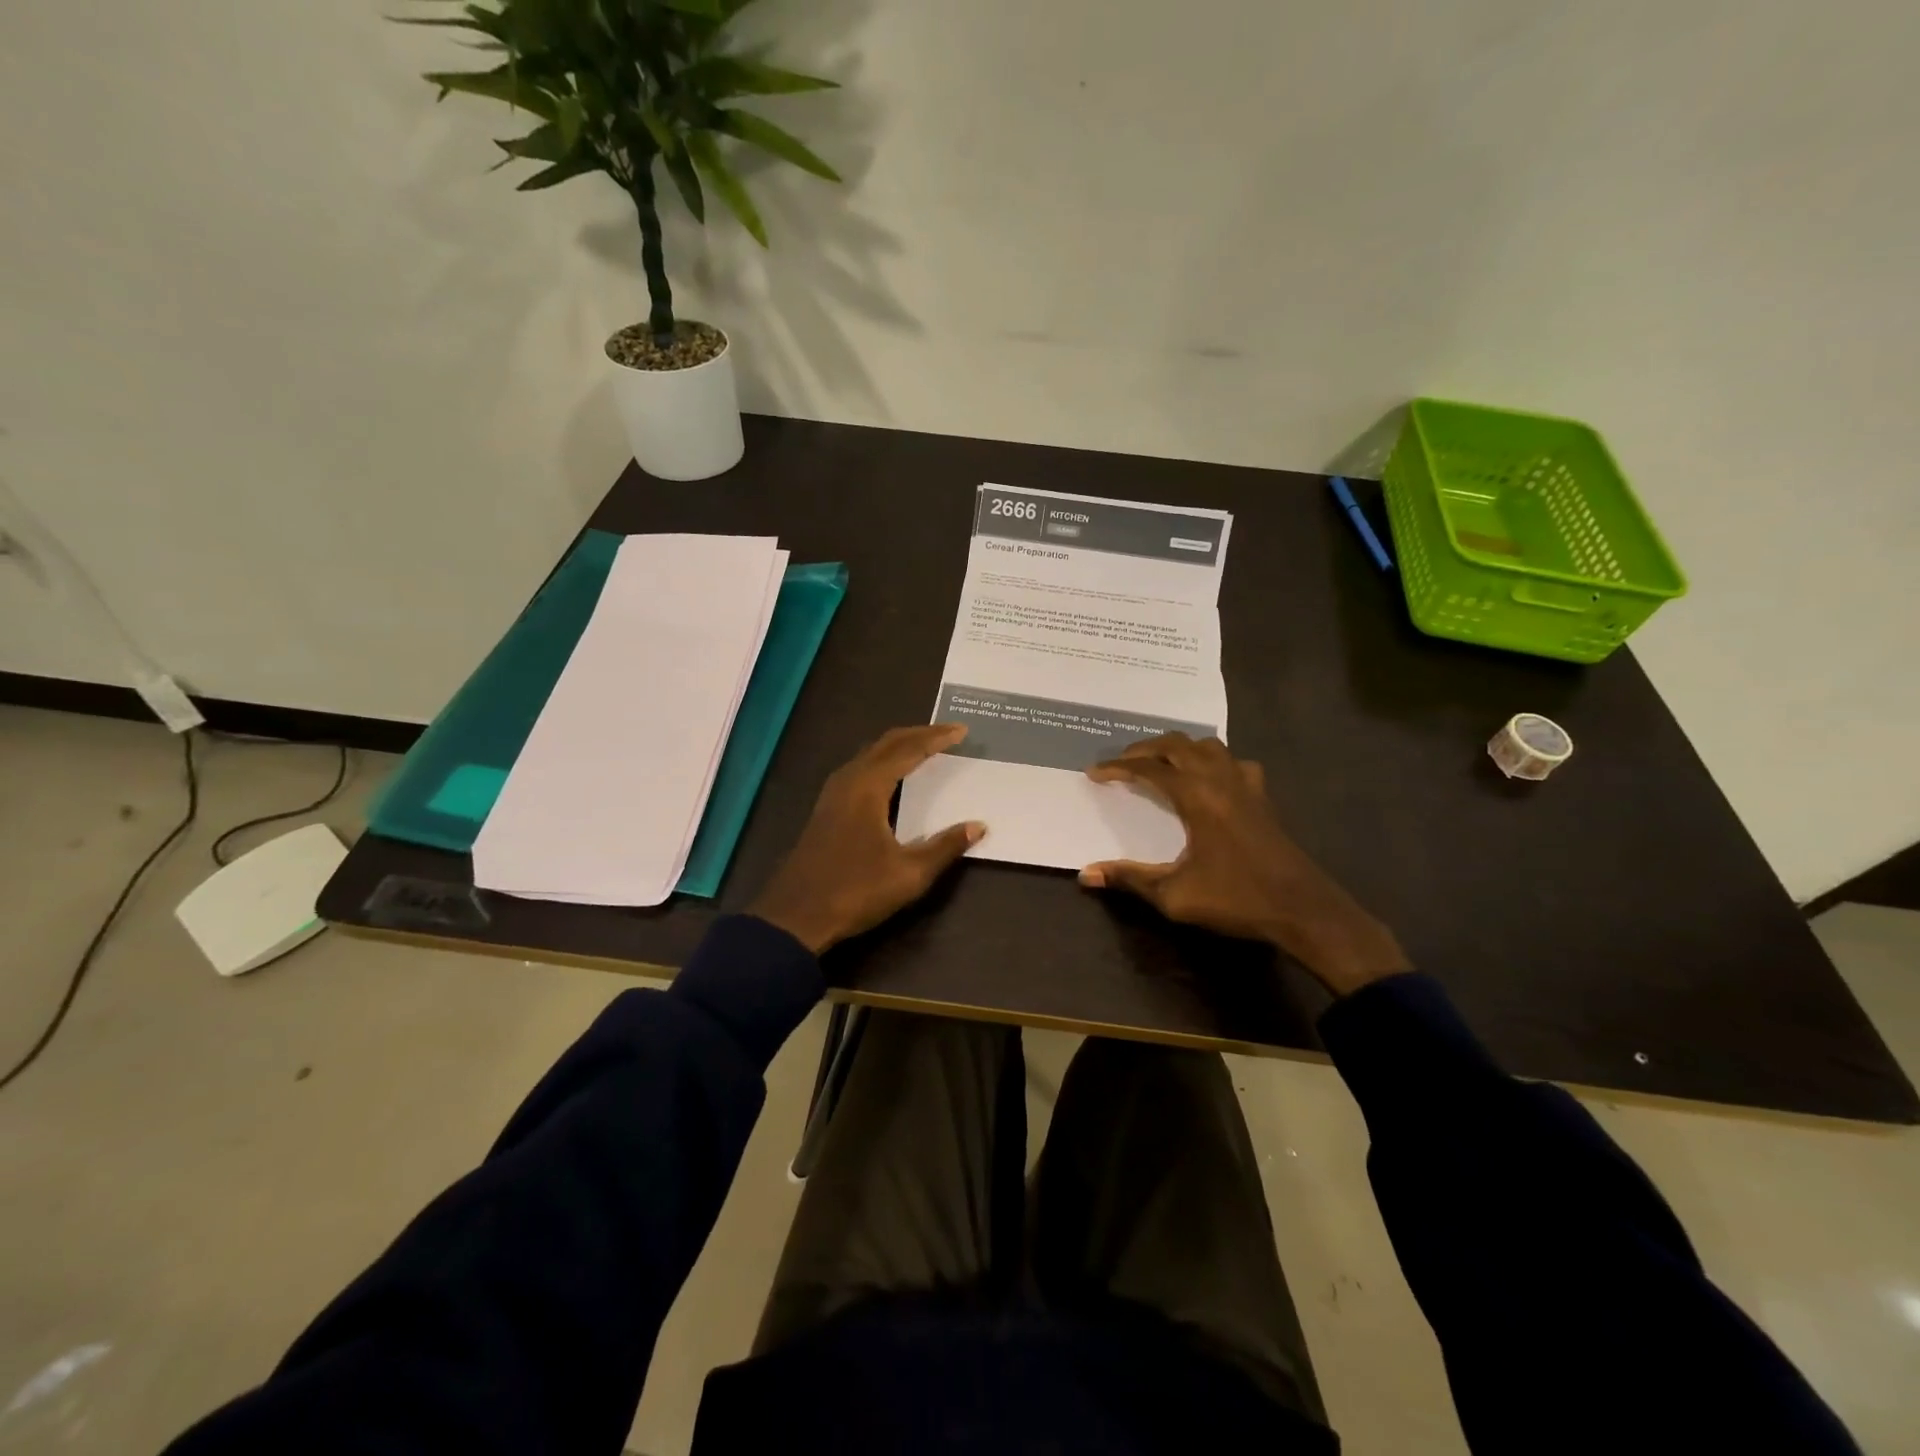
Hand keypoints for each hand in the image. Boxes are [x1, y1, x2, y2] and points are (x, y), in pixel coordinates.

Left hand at [749, 724, 985, 954]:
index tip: (962, 730)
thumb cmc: (855, 891)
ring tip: (926, 748)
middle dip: (919, 734)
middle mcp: (848, 780)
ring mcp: (833, 794)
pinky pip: (861, 769)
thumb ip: (945, 846)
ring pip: (870, 755)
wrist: (795, 916)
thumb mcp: (909, 874)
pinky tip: (893, 778)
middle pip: (886, 744)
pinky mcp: (827, 809)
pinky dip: (884, 762)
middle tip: (948, 733)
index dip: (936, 738)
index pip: (908, 750)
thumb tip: (978, 826)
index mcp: (868, 787)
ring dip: (899, 747)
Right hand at [1080, 733, 1408, 995]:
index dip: (1118, 766)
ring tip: (1160, 764)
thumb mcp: (1175, 895)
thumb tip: (1086, 874)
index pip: (1149, 768)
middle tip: (1122, 763)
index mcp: (1197, 796)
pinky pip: (1233, 762)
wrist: (1303, 910)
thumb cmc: (1236, 899)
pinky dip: (1213, 761)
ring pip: (1207, 746)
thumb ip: (1130, 879)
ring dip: (1179, 748)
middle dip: (1145, 748)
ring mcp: (1246, 784)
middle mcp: (1220, 779)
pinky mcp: (1263, 797)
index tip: (1095, 772)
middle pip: (1177, 744)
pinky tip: (1209, 780)